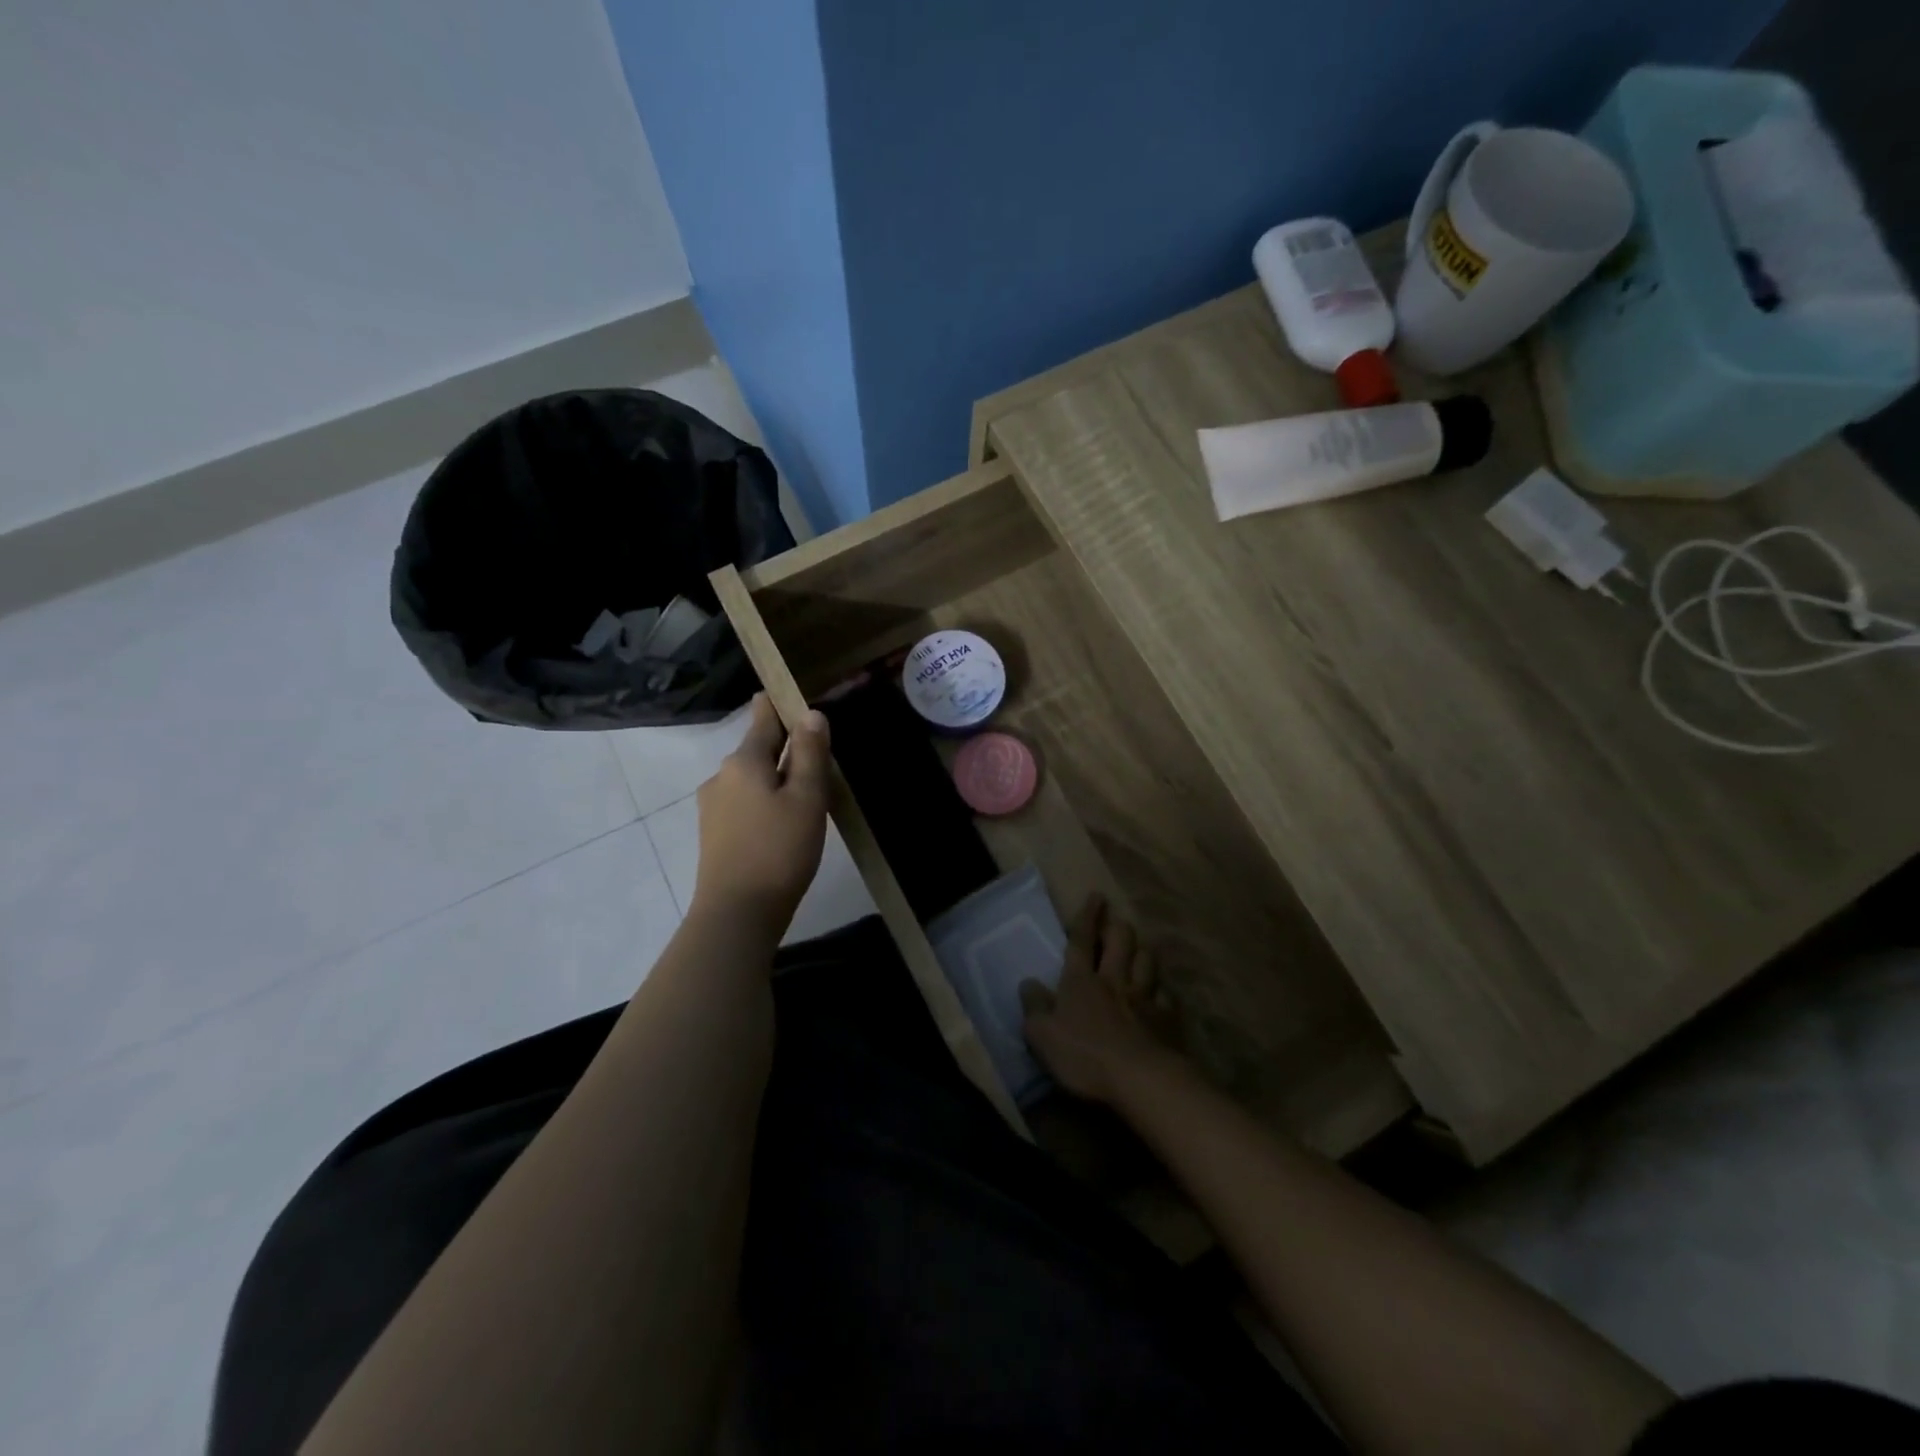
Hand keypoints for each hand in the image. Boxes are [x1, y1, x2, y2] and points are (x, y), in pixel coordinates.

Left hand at [690, 695, 830, 931]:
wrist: (737, 913)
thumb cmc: (779, 850)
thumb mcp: (806, 798)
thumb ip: (810, 753)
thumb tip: (811, 714)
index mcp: (743, 761)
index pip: (763, 717)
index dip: (782, 705)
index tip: (800, 699)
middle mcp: (721, 776)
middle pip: (758, 749)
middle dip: (786, 748)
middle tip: (820, 756)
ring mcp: (713, 806)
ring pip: (752, 779)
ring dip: (776, 779)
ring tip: (807, 794)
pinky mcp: (714, 833)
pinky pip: (744, 803)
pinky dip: (765, 802)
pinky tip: (784, 823)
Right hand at [1021, 896, 1178, 1104]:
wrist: (1139, 1079)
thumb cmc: (1083, 1055)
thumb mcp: (1042, 1036)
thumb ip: (1034, 1007)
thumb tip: (1028, 983)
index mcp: (1081, 981)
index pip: (1082, 940)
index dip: (1087, 917)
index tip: (1096, 896)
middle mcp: (1114, 981)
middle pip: (1120, 942)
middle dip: (1118, 927)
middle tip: (1116, 921)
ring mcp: (1144, 998)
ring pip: (1147, 961)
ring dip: (1143, 951)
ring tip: (1140, 949)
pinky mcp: (1167, 1020)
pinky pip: (1166, 996)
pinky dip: (1163, 991)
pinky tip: (1162, 994)